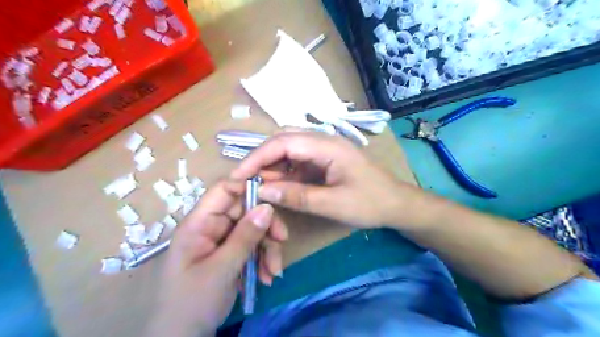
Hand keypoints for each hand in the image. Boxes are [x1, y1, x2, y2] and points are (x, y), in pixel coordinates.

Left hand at [145, 181, 284, 336]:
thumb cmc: (192, 303)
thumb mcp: (221, 269)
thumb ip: (245, 237)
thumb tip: (268, 207)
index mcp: (199, 223)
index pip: (224, 191)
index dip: (247, 186)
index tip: (273, 194)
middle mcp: (212, 227)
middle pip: (245, 211)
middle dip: (266, 226)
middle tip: (282, 240)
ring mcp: (222, 241)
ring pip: (253, 230)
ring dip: (268, 248)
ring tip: (273, 272)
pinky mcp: (231, 254)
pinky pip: (252, 247)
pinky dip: (263, 260)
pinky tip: (267, 277)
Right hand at [230, 132, 407, 228]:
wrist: (397, 204)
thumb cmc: (371, 203)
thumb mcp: (334, 204)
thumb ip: (298, 197)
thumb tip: (263, 191)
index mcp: (328, 146)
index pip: (283, 142)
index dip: (257, 157)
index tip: (239, 175)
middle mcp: (324, 141)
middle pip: (283, 142)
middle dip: (262, 160)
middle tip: (246, 181)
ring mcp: (324, 151)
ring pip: (288, 152)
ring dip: (272, 167)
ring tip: (259, 187)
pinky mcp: (324, 161)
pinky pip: (297, 163)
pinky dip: (284, 174)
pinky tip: (278, 187)